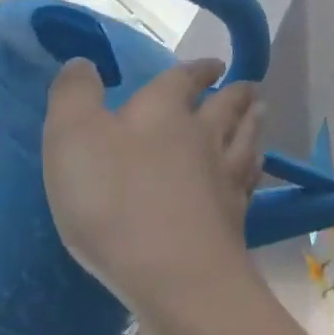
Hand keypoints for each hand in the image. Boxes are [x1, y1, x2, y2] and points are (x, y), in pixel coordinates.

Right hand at [43, 57, 263, 315]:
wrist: (174, 272)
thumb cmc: (115, 200)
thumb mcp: (73, 138)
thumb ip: (75, 96)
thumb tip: (83, 63)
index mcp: (163, 112)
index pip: (183, 80)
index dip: (196, 70)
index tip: (213, 65)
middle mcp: (203, 137)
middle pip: (226, 108)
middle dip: (235, 94)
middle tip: (248, 87)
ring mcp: (225, 177)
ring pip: (245, 139)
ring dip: (253, 122)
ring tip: (261, 111)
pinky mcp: (235, 216)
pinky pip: (249, 181)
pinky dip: (254, 168)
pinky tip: (255, 169)